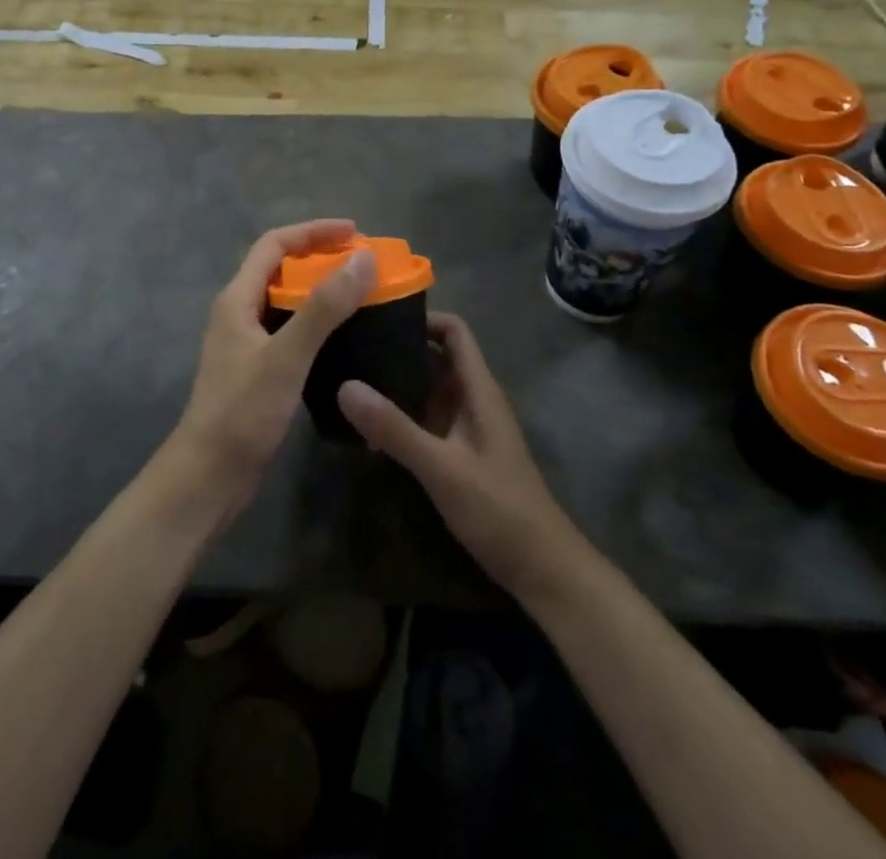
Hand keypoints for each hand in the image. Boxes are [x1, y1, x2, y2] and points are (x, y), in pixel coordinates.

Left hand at [164, 220, 377, 528]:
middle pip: (279, 268)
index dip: (313, 232)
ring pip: (286, 301)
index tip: (354, 232)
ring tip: (360, 293)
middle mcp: (239, 312)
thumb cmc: (243, 410)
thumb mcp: (287, 355)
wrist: (210, 475)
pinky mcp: (257, 369)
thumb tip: (363, 259)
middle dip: (320, 258)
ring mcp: (247, 342)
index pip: (274, 244)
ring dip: (320, 291)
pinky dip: (316, 322)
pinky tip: (343, 336)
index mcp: (237, 298)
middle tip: (363, 263)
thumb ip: (324, 307)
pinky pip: (290, 330)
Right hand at [337, 313, 583, 603]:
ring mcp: (464, 427)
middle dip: (397, 346)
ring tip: (348, 376)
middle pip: (435, 355)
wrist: (541, 569)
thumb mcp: (443, 468)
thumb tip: (344, 385)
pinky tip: (366, 425)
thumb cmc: (499, 509)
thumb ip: (395, 428)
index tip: (378, 316)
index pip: (454, 331)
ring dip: (395, 381)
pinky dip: (399, 414)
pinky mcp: (456, 452)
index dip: (422, 317)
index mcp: (478, 389)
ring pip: (427, 388)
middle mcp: (471, 399)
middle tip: (350, 343)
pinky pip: (424, 418)